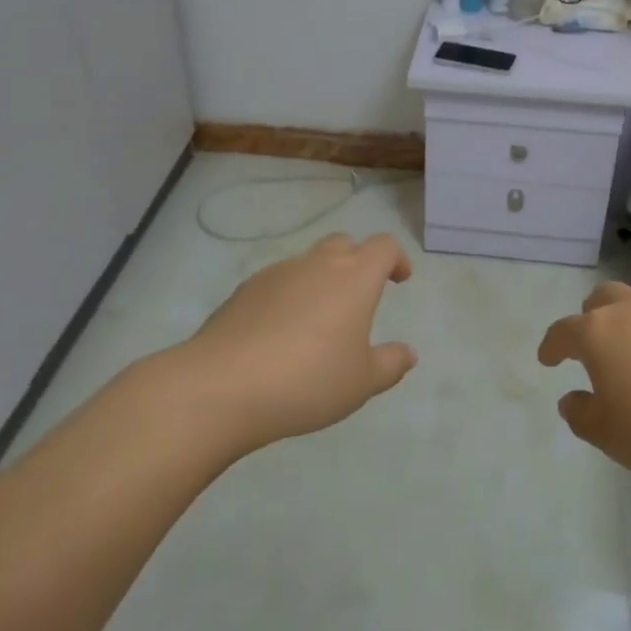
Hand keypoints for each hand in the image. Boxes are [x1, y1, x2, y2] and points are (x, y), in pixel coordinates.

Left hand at [175, 232, 416, 452]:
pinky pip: (278, 282)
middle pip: (344, 244)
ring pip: (308, 262)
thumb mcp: (361, 383)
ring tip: (318, 321)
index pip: (383, 247)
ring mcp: (277, 273)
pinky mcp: (244, 290)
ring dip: (321, 279)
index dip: (396, 258)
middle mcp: (317, 264)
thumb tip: (407, 353)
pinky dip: (289, 296)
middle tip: (361, 295)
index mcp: (354, 278)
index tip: (400, 279)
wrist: (222, 386)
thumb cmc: (308, 381)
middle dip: (358, 261)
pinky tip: (281, 333)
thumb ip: (390, 364)